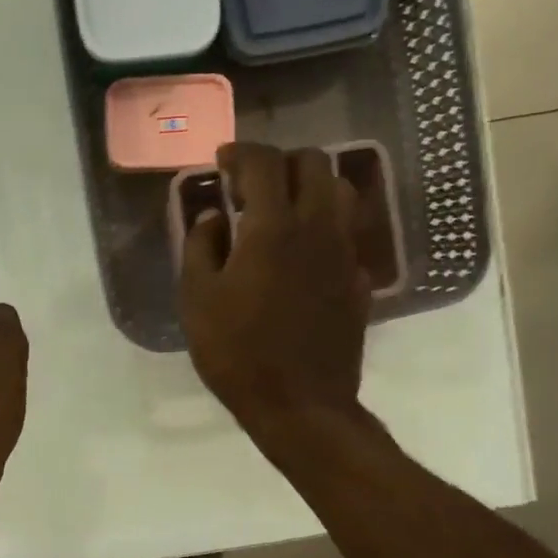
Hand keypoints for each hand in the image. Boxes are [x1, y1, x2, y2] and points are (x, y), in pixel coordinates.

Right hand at [180, 142, 370, 440]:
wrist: (300, 404)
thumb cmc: (238, 352)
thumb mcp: (197, 300)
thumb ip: (201, 247)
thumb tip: (214, 217)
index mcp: (273, 227)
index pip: (264, 162)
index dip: (241, 153)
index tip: (223, 162)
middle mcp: (317, 227)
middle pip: (313, 163)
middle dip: (280, 163)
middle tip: (252, 188)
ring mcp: (345, 253)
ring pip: (340, 191)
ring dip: (311, 187)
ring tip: (283, 211)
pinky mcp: (359, 280)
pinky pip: (346, 233)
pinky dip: (325, 227)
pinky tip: (303, 254)